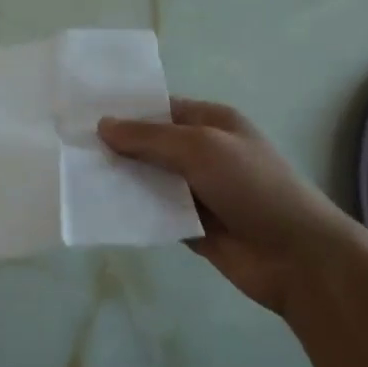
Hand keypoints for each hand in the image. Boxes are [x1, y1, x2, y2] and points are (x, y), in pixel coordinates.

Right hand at [98, 98, 367, 313]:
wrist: (298, 257)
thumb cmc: (253, 186)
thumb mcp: (201, 148)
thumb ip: (150, 138)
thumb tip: (103, 125)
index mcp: (212, 123)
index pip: (160, 109)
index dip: (125, 112)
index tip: (82, 114)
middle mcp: (203, 153)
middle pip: (151, 145)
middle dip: (117, 147)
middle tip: (69, 147)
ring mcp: (197, 191)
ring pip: (149, 180)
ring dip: (121, 180)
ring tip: (76, 178)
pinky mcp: (191, 226)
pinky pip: (154, 213)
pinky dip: (133, 212)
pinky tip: (100, 210)